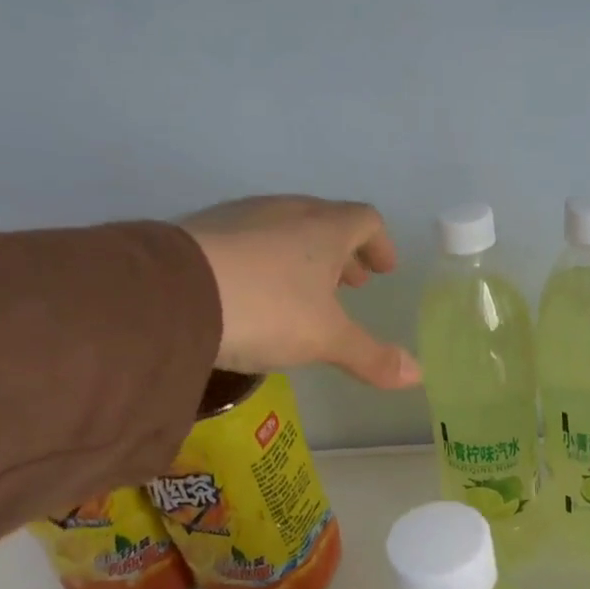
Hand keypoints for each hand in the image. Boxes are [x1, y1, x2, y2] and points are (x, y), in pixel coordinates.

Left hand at [180, 197, 419, 389]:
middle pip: (325, 220)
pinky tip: (256, 291)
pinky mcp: (202, 230)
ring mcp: (241, 217)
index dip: (379, 244)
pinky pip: (249, 238)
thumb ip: (372, 356)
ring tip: (305, 289)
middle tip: (349, 283)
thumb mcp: (326, 339)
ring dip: (304, 254)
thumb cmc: (268, 309)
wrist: (171, 294)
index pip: (364, 220)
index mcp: (324, 229)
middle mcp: (286, 213)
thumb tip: (418, 375)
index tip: (383, 270)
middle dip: (342, 252)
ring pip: (286, 228)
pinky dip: (267, 259)